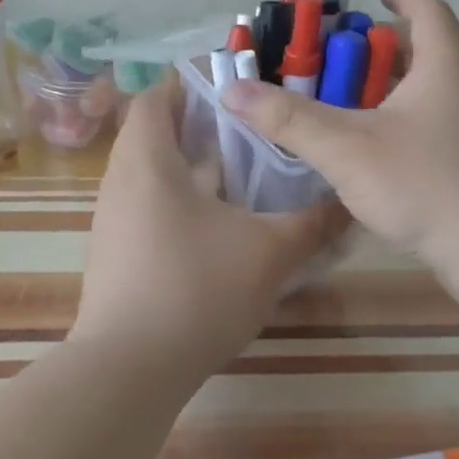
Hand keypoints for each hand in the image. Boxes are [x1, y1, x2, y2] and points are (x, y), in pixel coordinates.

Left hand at [71, 79, 351, 378]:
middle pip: (151, 135)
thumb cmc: (196, 290)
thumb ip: (312, 224)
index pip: (154, 98)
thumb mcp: (268, 254)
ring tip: (237, 178)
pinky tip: (215, 229)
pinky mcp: (113, 255)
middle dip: (196, 129)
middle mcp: (120, 182)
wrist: (128, 371)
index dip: (188, 87)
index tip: (230, 93)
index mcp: (148, 162)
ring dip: (187, 169)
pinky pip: (143, 208)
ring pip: (148, 175)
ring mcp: (111, 221)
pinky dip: (175, 203)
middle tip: (245, 134)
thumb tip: (348, 205)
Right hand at [219, 0, 458, 275]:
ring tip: (347, 98)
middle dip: (381, 47)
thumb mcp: (347, 148)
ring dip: (391, 85)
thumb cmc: (427, 185)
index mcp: (445, 67)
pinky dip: (403, 117)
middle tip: (338, 55)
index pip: (427, 9)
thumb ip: (289, 119)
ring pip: (430, 89)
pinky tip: (375, 146)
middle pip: (426, 49)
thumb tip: (232, 89)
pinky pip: (435, 121)